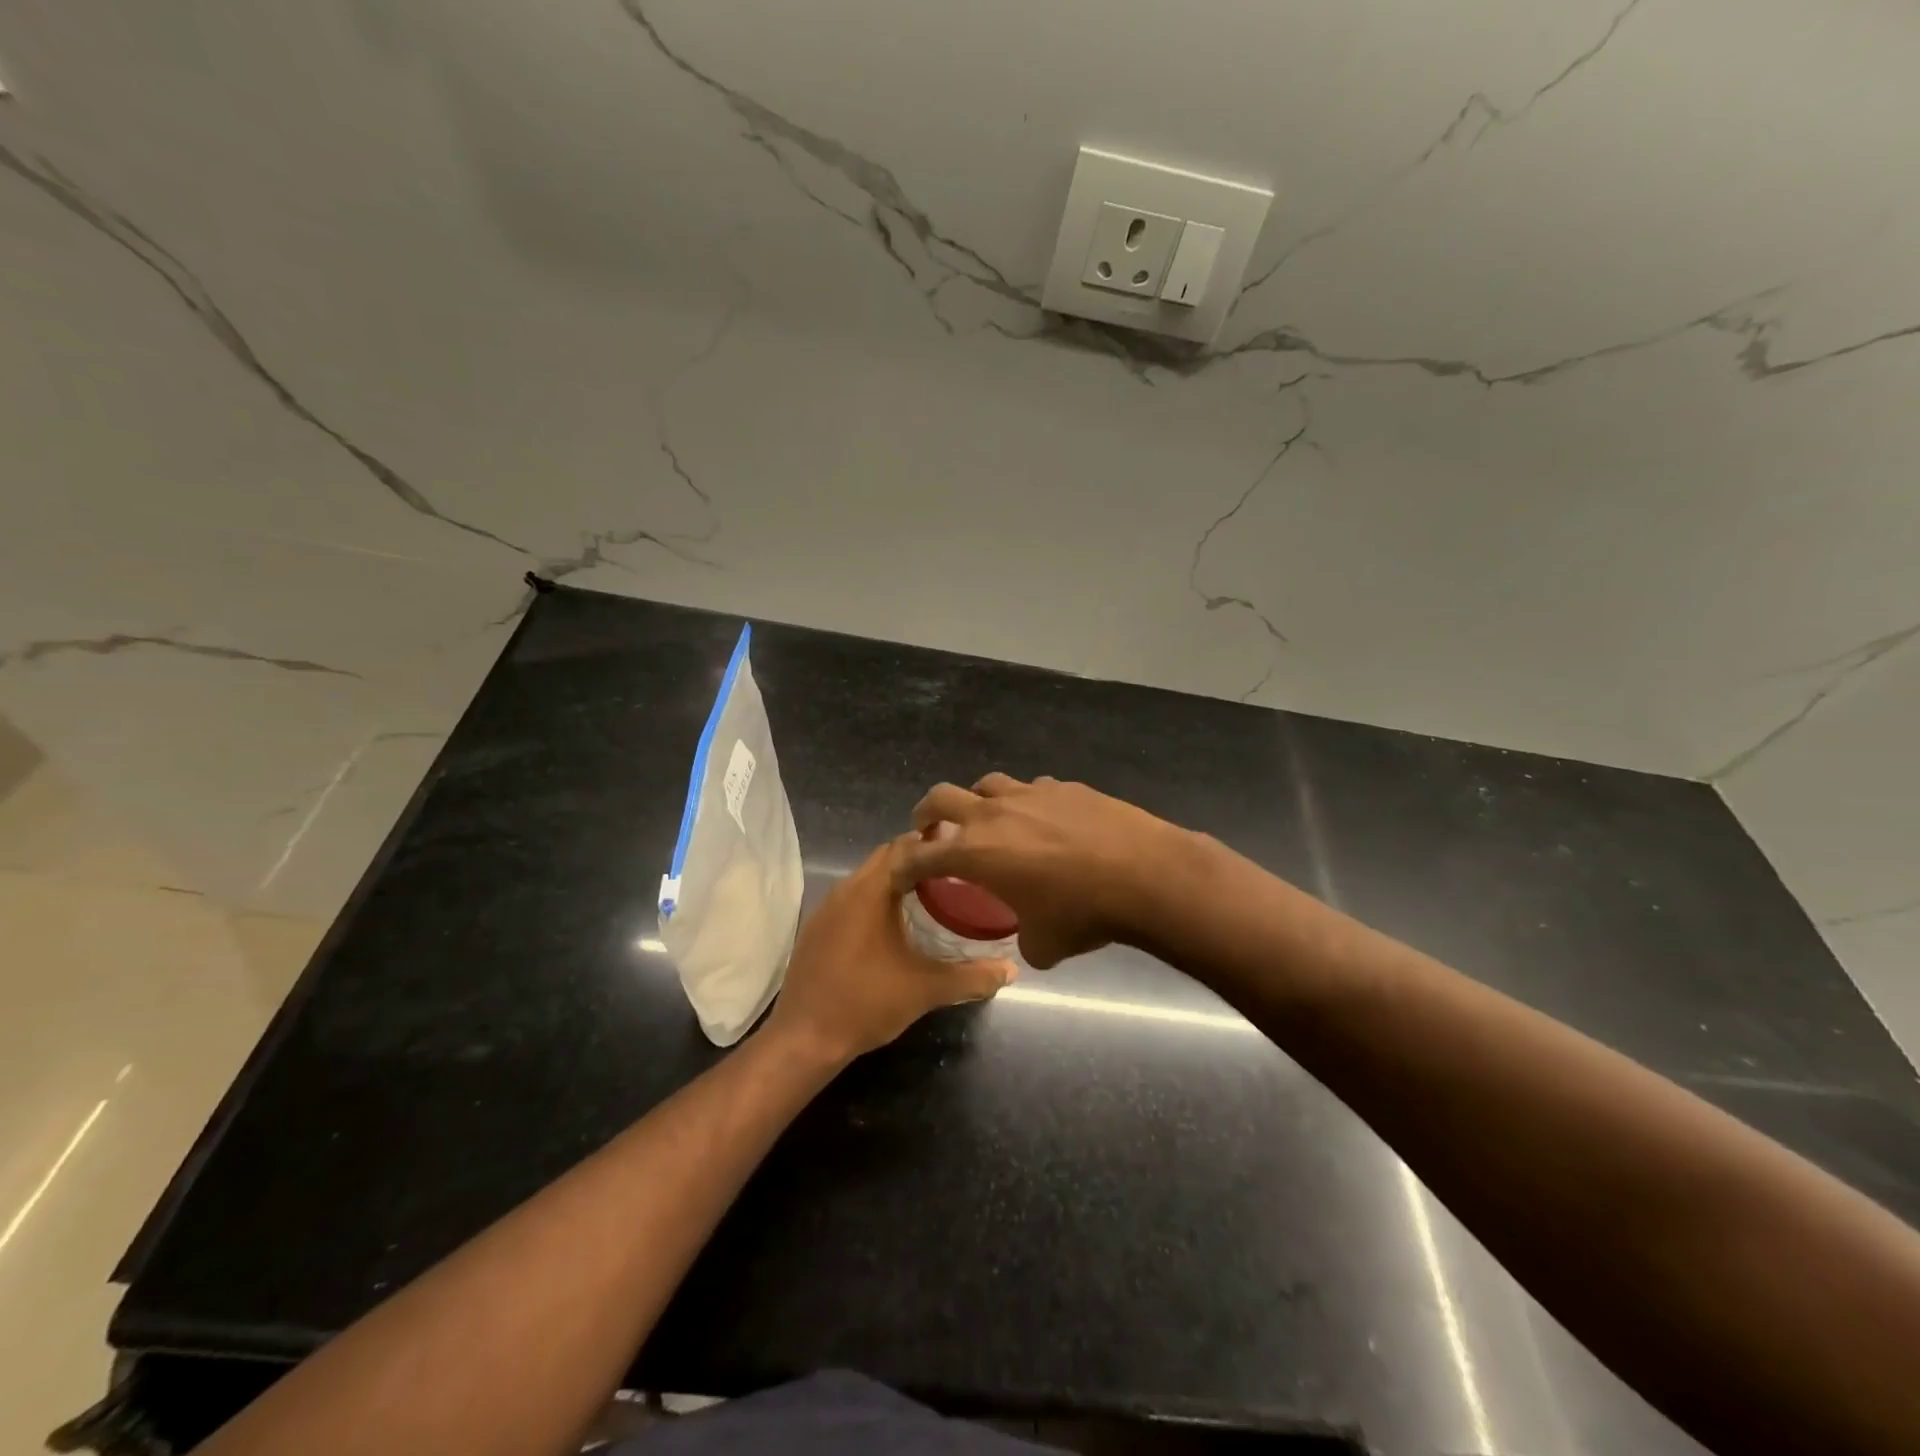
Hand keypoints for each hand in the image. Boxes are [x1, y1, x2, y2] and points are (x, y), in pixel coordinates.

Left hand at [764, 839, 1015, 1063]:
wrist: (804, 1039)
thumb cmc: (866, 1003)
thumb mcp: (926, 989)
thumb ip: (971, 977)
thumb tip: (1011, 970)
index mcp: (870, 891)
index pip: (904, 845)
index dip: (934, 844)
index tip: (964, 853)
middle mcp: (845, 889)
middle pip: (886, 857)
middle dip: (919, 860)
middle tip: (955, 874)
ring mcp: (826, 908)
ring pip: (868, 878)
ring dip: (897, 880)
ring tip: (932, 895)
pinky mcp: (817, 929)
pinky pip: (852, 898)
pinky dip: (876, 900)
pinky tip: (895, 925)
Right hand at [892, 774, 1191, 967]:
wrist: (1144, 874)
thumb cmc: (1083, 912)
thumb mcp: (1045, 944)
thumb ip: (1024, 944)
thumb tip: (1030, 943)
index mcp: (976, 852)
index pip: (922, 855)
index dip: (905, 865)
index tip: (900, 872)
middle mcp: (994, 814)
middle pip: (941, 797)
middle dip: (926, 813)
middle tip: (928, 829)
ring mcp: (1030, 794)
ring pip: (987, 784)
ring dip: (976, 802)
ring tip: (987, 820)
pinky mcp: (1065, 787)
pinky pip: (1032, 789)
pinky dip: (1025, 803)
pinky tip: (1043, 821)